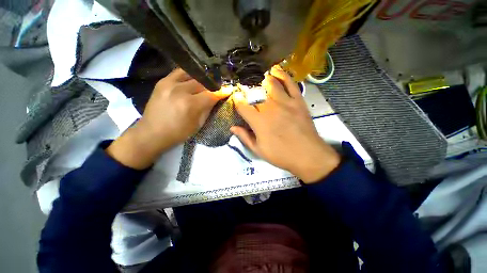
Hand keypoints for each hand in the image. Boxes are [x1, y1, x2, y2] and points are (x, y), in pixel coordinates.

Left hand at [107, 69, 230, 168]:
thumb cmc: (178, 133)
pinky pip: (180, 72)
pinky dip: (190, 74)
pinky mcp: (162, 81)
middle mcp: (180, 91)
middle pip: (202, 82)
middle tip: (219, 87)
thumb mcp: (198, 124)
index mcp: (190, 104)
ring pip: (192, 75)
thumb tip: (216, 99)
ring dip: (202, 79)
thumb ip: (208, 109)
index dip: (222, 92)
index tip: (229, 89)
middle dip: (213, 85)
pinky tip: (194, 78)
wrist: (152, 132)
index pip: (211, 94)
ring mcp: (169, 83)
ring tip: (208, 82)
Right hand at [231, 66, 339, 183]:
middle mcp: (270, 108)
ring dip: (262, 79)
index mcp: (258, 122)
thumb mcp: (258, 150)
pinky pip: (290, 83)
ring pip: (271, 84)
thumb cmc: (281, 155)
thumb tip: (232, 127)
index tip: (236, 98)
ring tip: (258, 78)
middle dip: (247, 88)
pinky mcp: (298, 101)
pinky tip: (276, 71)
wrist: (308, 155)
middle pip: (255, 92)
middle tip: (245, 88)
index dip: (237, 100)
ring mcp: (285, 102)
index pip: (242, 105)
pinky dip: (282, 75)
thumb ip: (244, 137)